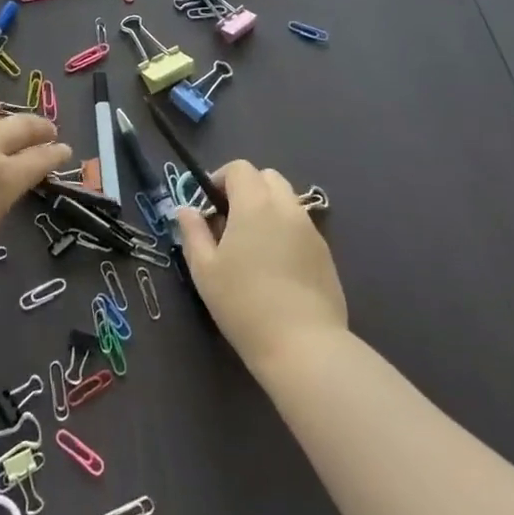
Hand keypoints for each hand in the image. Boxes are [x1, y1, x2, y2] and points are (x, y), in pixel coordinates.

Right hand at [177, 160, 345, 369]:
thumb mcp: (204, 269)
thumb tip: (186, 209)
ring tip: (252, 245)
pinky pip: (301, 226)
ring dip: (267, 209)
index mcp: (255, 204)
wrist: (304, 346)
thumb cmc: (243, 304)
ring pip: (287, 201)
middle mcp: (287, 208)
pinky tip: (275, 266)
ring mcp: (311, 230)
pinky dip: (285, 230)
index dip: (220, 178)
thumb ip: (193, 232)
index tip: (209, 205)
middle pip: (268, 177)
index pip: (240, 168)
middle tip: (229, 221)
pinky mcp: (326, 254)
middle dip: (247, 189)